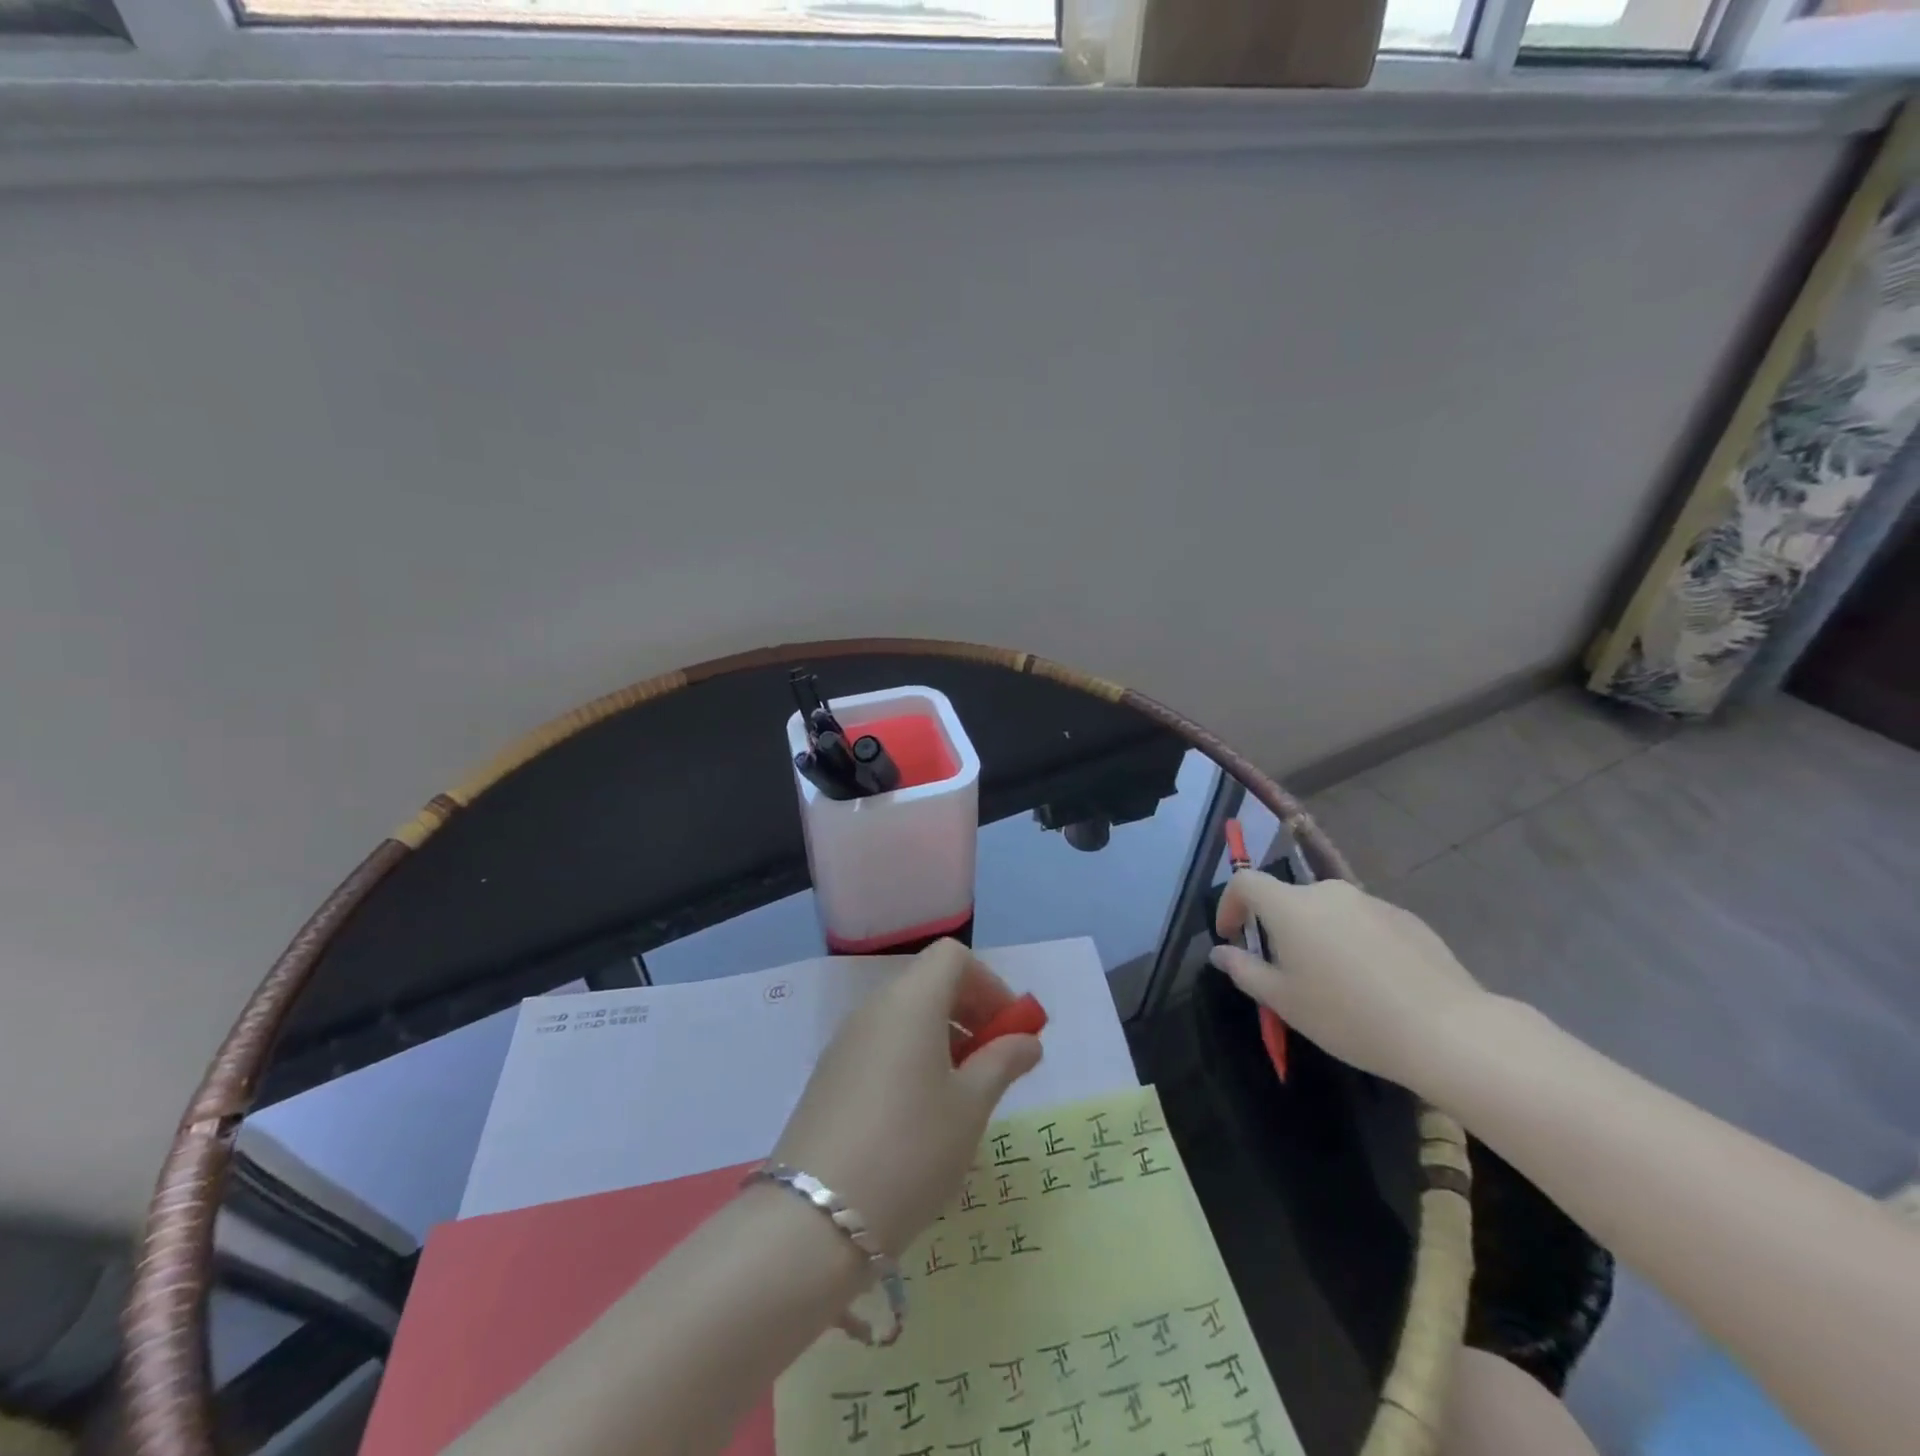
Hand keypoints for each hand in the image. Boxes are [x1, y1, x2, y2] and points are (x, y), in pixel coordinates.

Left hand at [770, 939, 1042, 1255]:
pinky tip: (922, 1114)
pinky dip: (912, 1058)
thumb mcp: (970, 1108)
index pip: (953, 957)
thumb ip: (1002, 1063)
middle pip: (928, 983)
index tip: (1010, 1031)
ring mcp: (846, 1042)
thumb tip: (1026, 1040)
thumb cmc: (910, 1150)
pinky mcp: (830, 1076)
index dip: (989, 984)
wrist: (814, 1219)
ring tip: (964, 1094)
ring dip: (943, 1037)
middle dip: (970, 1011)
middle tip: (995, 1062)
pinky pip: (882, 1045)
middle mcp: (874, 1008)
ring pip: (905, 1016)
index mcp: (910, 1001)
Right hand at [1210, 871, 1485, 1088]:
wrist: (1446, 1030)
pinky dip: (1354, 943)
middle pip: (1288, 899)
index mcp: (1291, 906)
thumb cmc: (1348, 1016)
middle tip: (1284, 971)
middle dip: (1277, 928)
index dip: (1229, 904)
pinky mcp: (1406, 918)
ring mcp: (1371, 902)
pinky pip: (1363, 923)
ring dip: (1317, 936)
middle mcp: (1328, 892)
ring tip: (1333, 983)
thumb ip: (1244, 971)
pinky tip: (1373, 985)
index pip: (1245, 882)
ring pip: (1328, 912)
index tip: (1231, 936)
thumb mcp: (1284, 1001)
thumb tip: (1221, 952)